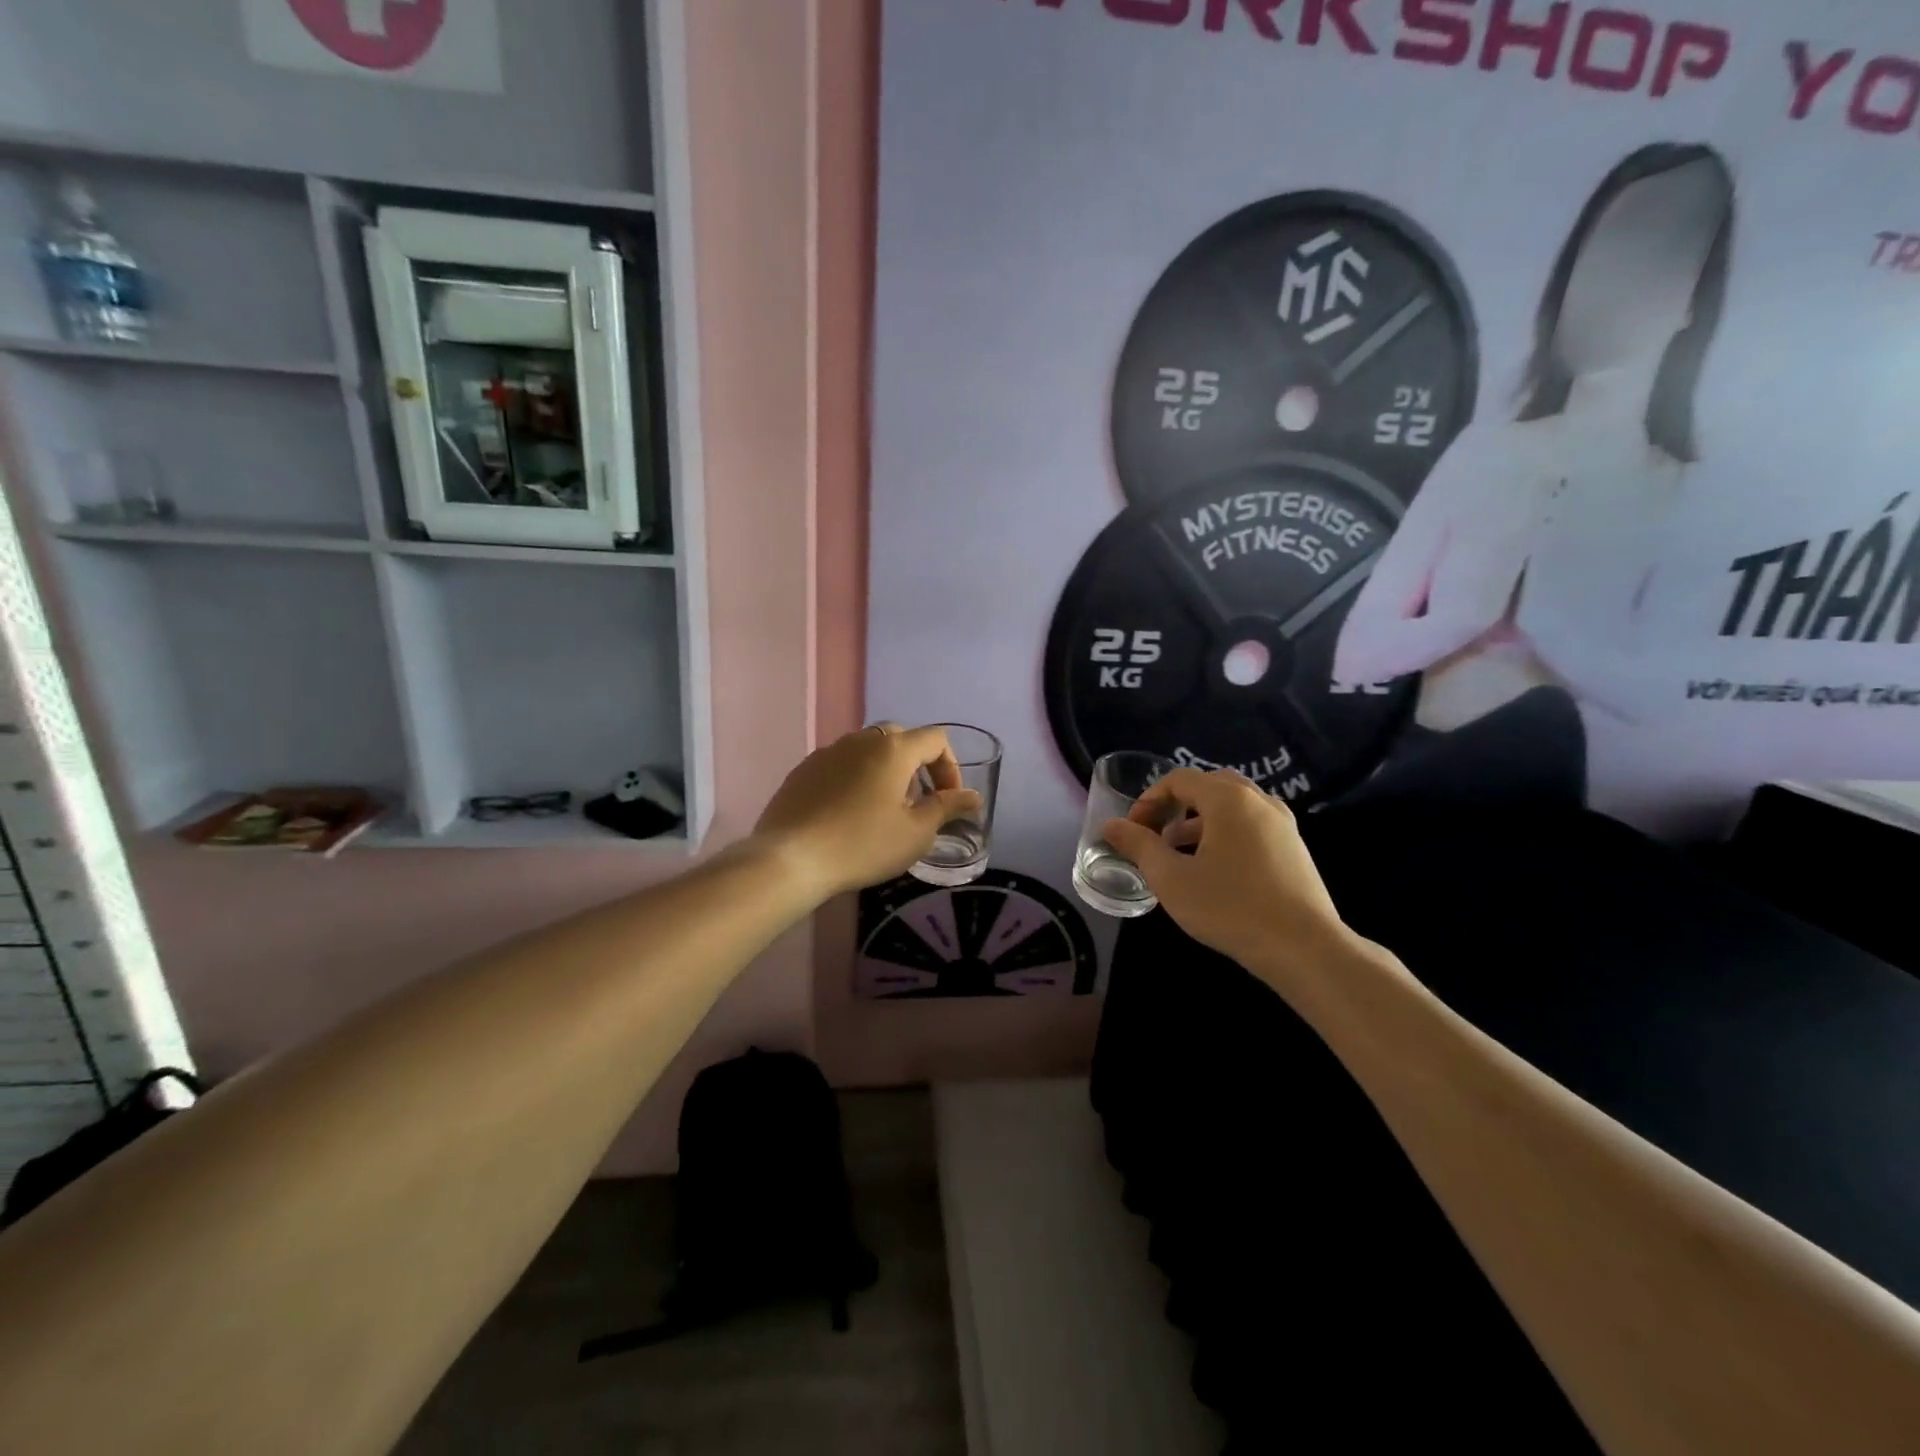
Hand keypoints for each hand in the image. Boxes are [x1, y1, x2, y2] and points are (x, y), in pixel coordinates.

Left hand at [753, 724, 981, 901]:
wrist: (790, 859)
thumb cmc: (862, 845)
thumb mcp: (915, 833)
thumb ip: (947, 808)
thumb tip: (972, 797)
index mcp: (893, 749)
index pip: (935, 739)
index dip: (950, 767)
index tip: (947, 800)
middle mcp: (860, 740)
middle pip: (900, 739)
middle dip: (917, 766)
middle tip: (917, 803)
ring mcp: (827, 752)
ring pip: (867, 750)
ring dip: (885, 772)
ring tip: (882, 810)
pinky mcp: (803, 770)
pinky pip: (840, 765)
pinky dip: (855, 780)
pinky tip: (847, 814)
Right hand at [1103, 768, 1352, 987]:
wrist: (1304, 948)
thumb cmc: (1230, 907)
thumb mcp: (1171, 878)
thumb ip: (1138, 846)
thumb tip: (1110, 826)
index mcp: (1228, 799)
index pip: (1178, 779)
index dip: (1148, 800)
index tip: (1132, 831)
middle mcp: (1258, 800)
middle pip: (1207, 786)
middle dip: (1175, 806)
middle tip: (1156, 835)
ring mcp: (1282, 823)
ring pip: (1232, 806)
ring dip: (1200, 820)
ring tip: (1179, 854)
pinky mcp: (1294, 847)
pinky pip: (1251, 824)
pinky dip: (1225, 832)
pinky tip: (1215, 869)